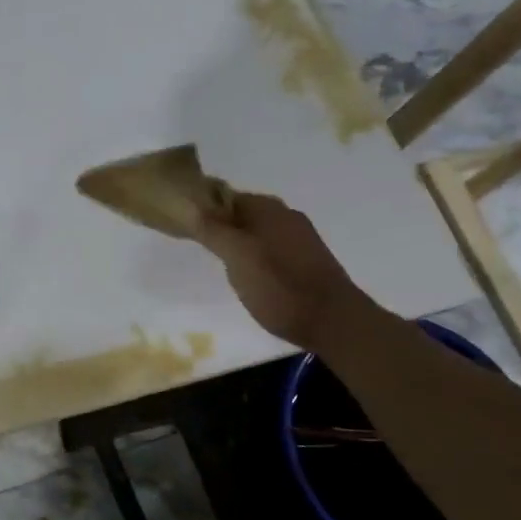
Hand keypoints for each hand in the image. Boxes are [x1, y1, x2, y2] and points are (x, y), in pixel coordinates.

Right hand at [196, 191, 370, 351]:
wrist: (334, 322)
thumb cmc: (278, 287)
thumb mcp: (237, 258)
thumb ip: (213, 231)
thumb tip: (192, 207)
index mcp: (268, 210)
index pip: (226, 197)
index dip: (205, 209)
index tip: (186, 227)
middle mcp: (287, 216)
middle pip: (243, 213)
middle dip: (222, 227)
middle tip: (202, 248)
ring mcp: (301, 238)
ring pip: (258, 232)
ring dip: (239, 243)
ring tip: (223, 265)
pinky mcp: (308, 260)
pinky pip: (272, 248)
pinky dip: (257, 256)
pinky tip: (250, 276)